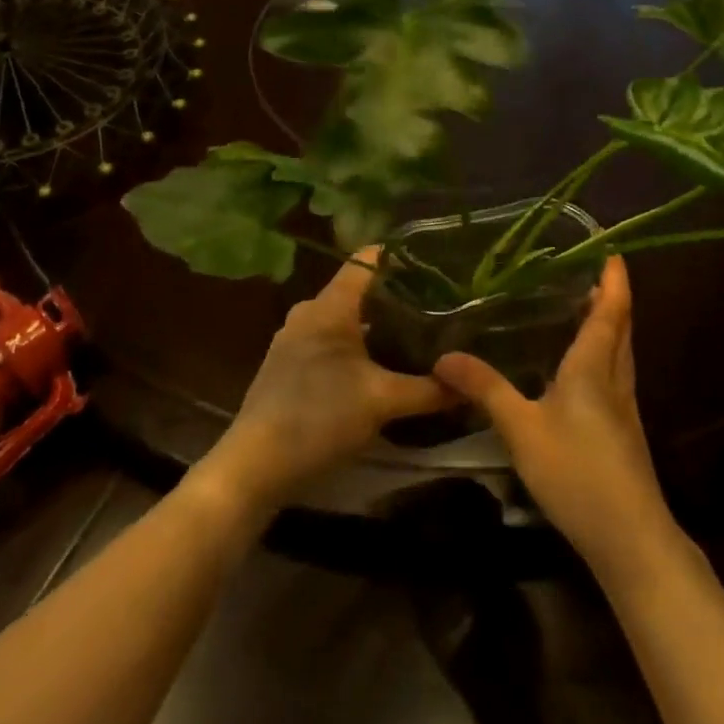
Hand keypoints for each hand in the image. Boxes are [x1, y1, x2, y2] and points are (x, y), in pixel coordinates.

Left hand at [197, 249, 450, 513]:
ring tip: (418, 337)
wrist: (254, 466)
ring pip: (345, 318)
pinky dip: (358, 346)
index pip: (368, 259)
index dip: (402, 257)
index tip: (438, 266)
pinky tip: (381, 367)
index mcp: (329, 306)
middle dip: (398, 297)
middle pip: (360, 290)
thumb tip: (469, 384)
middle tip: (439, 308)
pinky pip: (331, 340)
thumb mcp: (382, 402)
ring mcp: (294, 338)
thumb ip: (429, 390)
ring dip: (378, 325)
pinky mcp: (289, 365)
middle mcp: (309, 312)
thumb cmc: (319, 418)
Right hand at [433, 256, 679, 585]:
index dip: (614, 280)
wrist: (630, 538)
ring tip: (584, 309)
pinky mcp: (623, 433)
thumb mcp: (521, 429)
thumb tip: (443, 355)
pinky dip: (604, 355)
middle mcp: (614, 380)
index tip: (612, 250)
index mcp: (594, 368)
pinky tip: (580, 370)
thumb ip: (486, 389)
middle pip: (621, 328)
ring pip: (621, 353)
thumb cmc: (577, 472)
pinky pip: (615, 376)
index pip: (610, 311)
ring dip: (610, 326)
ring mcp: (623, 409)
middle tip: (590, 272)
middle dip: (611, 298)